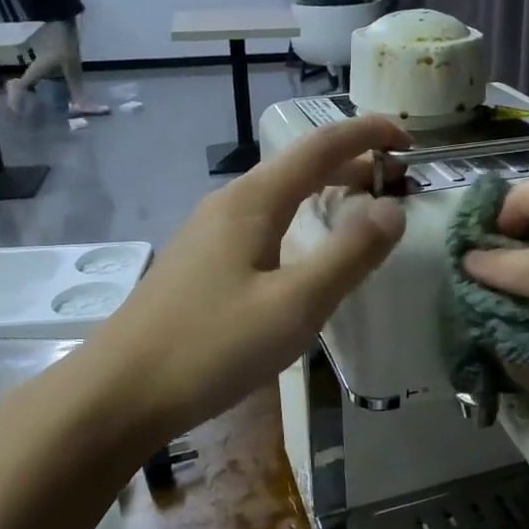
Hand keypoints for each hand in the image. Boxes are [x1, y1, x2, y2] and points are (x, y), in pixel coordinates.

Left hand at [74, 116, 408, 443]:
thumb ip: (349, 255)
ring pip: (281, 196)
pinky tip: (307, 253)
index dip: (368, 134)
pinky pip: (264, 223)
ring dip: (327, 192)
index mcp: (253, 201)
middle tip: (398, 183)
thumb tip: (393, 209)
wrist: (117, 394)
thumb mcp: (295, 305)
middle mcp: (230, 204)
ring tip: (362, 209)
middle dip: (353, 164)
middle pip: (300, 166)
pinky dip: (302, 220)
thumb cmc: (211, 347)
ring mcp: (210, 234)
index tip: (410, 142)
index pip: (321, 146)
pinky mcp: (202, 264)